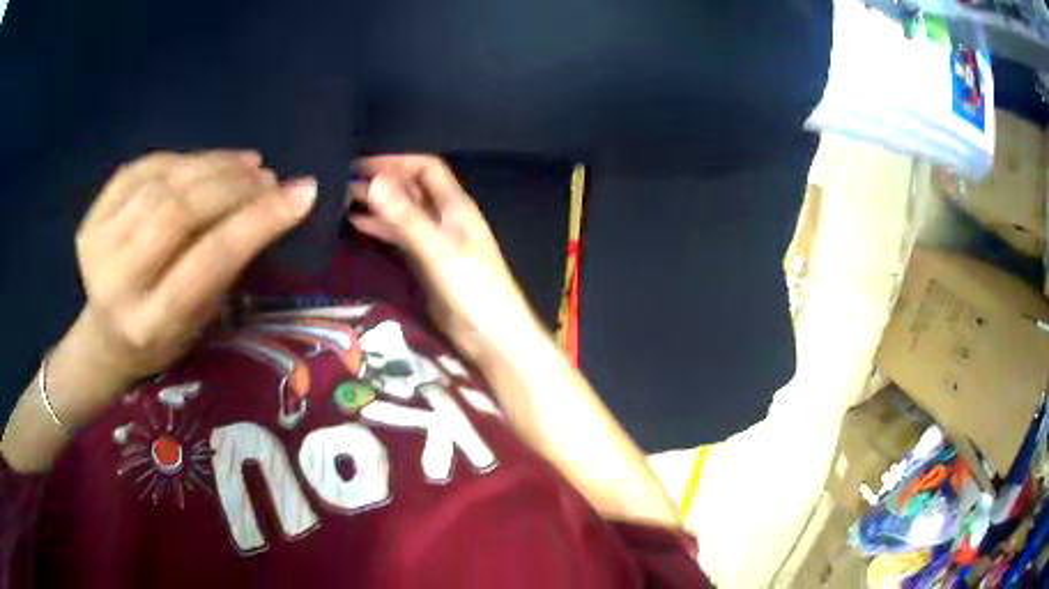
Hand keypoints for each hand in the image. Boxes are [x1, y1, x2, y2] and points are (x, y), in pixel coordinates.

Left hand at [53, 150, 316, 428]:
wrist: (105, 339)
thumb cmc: (162, 338)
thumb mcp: (200, 321)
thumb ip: (224, 265)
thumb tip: (267, 203)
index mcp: (152, 322)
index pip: (210, 258)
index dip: (258, 219)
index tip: (302, 192)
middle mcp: (118, 283)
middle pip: (182, 210)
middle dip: (233, 184)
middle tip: (267, 176)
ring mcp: (98, 245)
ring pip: (163, 182)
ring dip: (211, 164)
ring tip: (244, 164)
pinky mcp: (91, 218)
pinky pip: (142, 169)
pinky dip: (180, 159)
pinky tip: (203, 163)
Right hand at [348, 155, 542, 362]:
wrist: (491, 335)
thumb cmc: (472, 290)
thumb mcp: (437, 249)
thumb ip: (406, 217)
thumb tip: (374, 181)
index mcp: (456, 206)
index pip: (426, 168)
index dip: (397, 160)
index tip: (362, 162)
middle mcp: (445, 217)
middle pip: (412, 187)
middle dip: (383, 180)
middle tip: (344, 180)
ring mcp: (435, 239)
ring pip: (403, 211)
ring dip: (378, 203)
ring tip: (343, 198)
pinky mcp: (426, 262)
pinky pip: (400, 236)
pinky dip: (381, 227)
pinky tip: (357, 224)